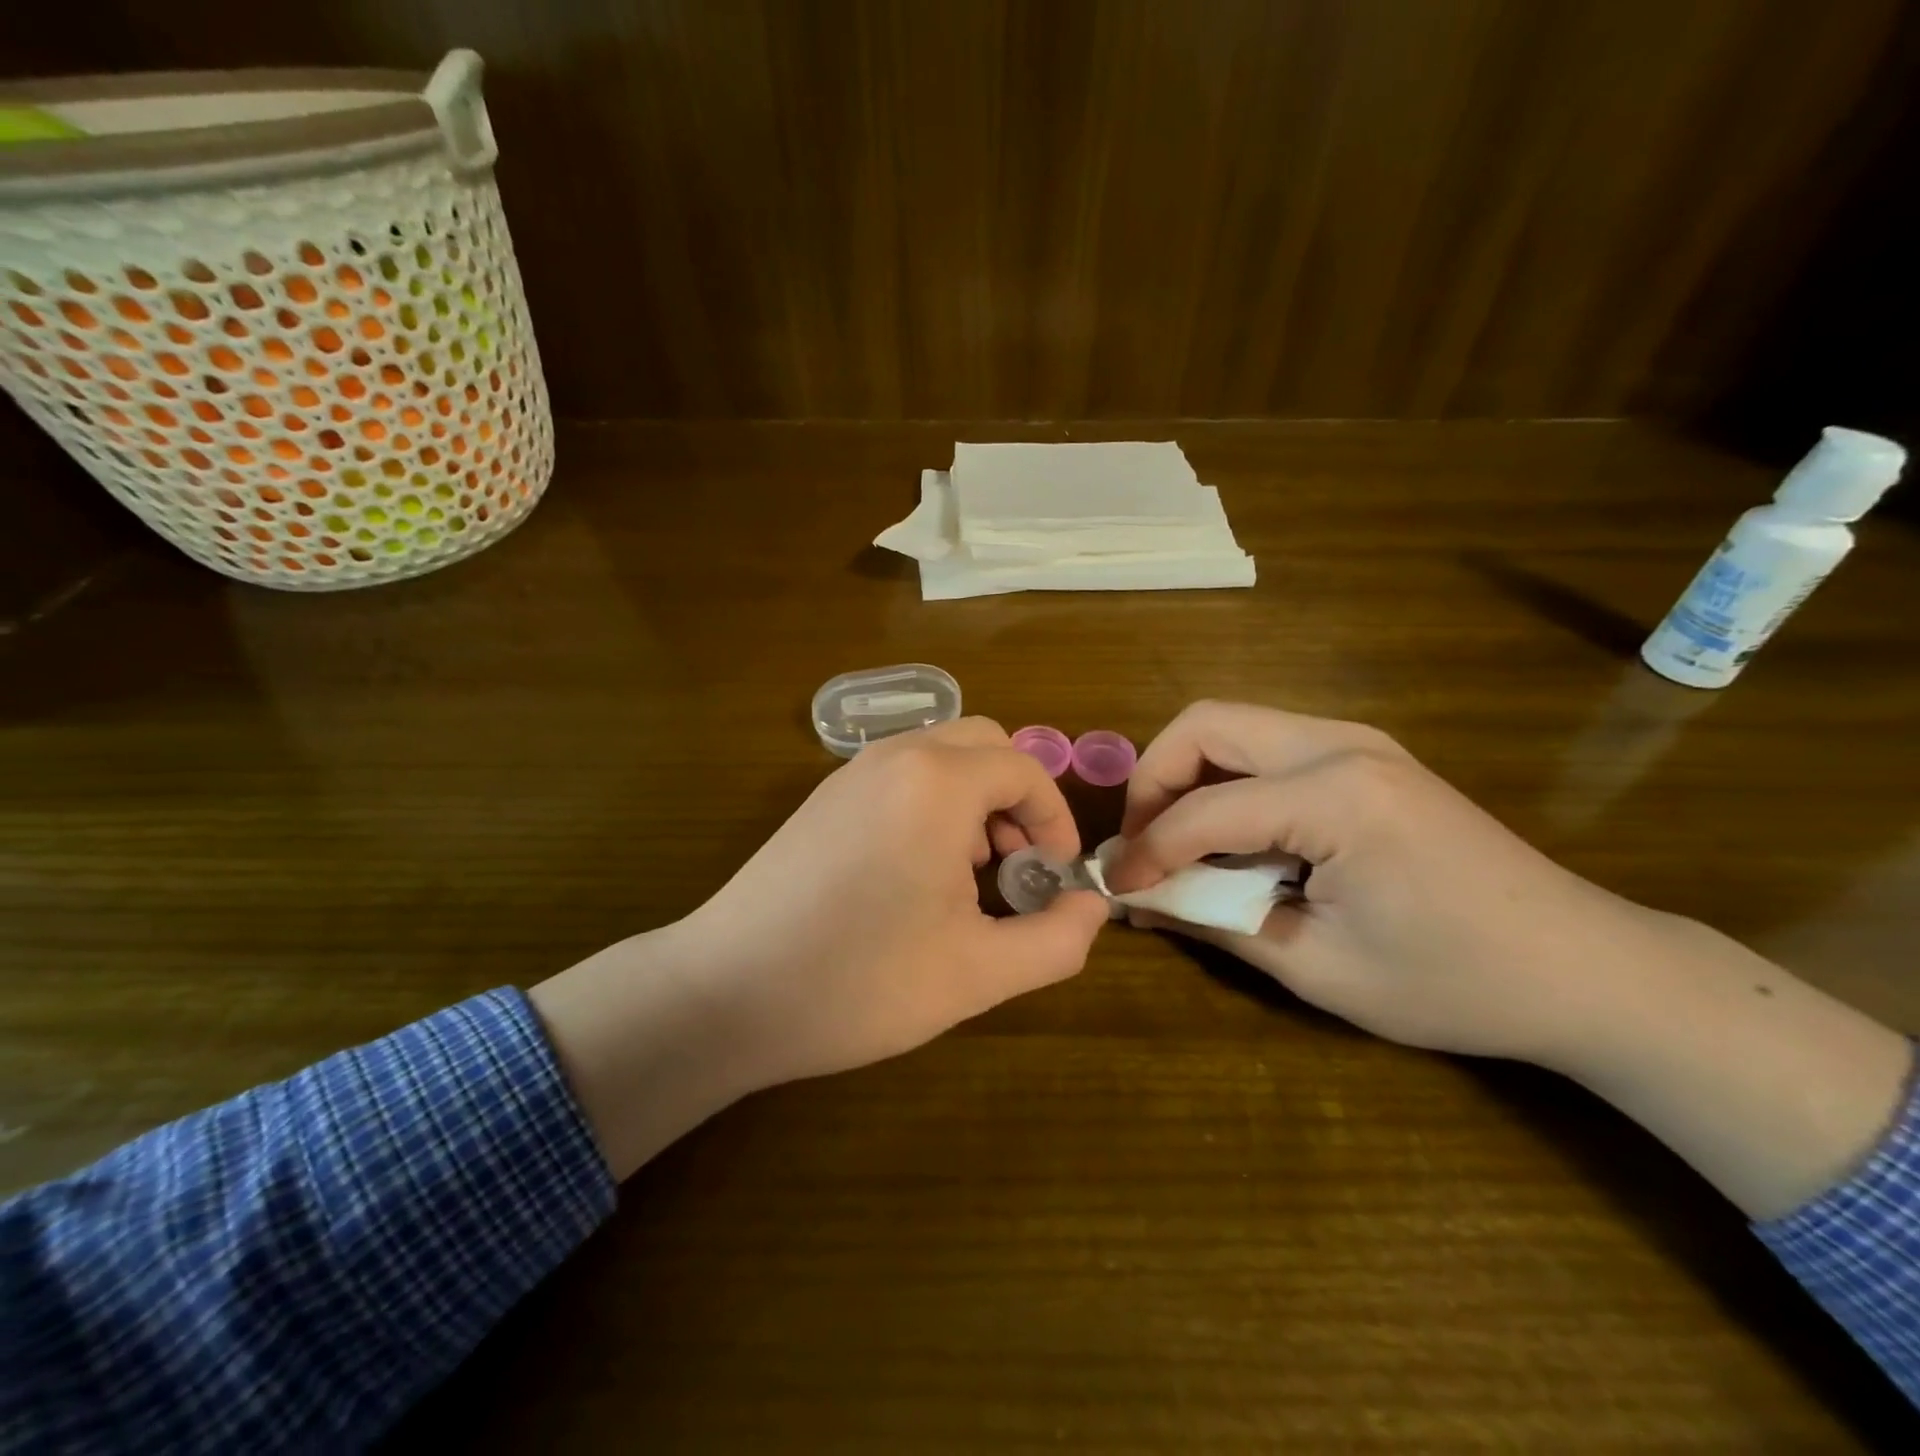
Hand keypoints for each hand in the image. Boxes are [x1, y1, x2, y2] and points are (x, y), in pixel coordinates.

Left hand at [678, 716, 1109, 1083]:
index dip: (1055, 820)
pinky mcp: (823, 798)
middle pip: (984, 745)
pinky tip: (917, 873)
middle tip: (1017, 867)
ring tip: (972, 874)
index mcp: (936, 783)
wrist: (726, 993)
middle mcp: (894, 758)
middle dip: (1017, 800)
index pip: (1024, 770)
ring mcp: (851, 773)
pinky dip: (932, 804)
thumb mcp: (978, 974)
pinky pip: (901, 776)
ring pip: (940, 756)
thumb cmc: (859, 982)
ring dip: (975, 801)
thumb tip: (1093, 907)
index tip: (1055, 878)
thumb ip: (1056, 940)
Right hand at [1107, 700, 1911, 1217]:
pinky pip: (1265, 745)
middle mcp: (1341, 743)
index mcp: (1337, 796)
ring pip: (1231, 725)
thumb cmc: (1456, 982)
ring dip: (1187, 774)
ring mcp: (1358, 740)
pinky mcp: (1366, 755)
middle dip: (1153, 779)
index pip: (1204, 809)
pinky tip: (1232, 835)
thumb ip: (1215, 921)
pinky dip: (1226, 779)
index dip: (1147, 849)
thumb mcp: (1318, 967)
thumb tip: (1137, 899)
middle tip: (1143, 843)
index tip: (1117, 888)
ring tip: (1177, 840)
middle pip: (1204, 723)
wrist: (1586, 967)